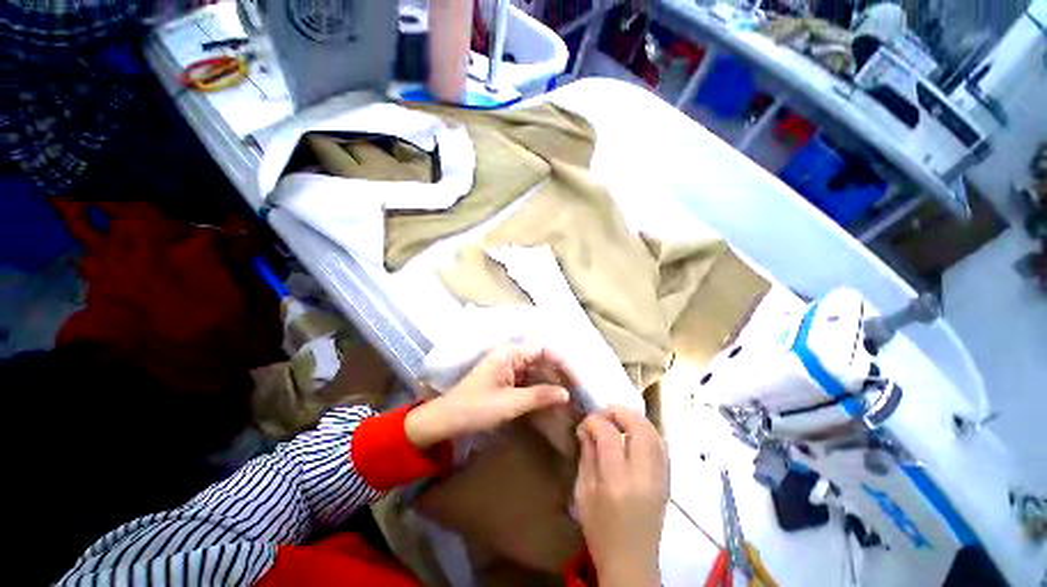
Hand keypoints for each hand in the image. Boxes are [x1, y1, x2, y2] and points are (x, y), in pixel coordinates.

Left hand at [404, 344, 573, 448]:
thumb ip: (539, 396)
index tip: (576, 381)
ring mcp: (508, 367)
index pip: (543, 350)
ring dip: (552, 382)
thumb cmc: (475, 408)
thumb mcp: (510, 403)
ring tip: (568, 397)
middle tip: (576, 392)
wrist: (446, 420)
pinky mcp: (507, 379)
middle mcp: (511, 356)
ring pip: (537, 370)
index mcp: (510, 353)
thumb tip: (566, 393)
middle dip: (559, 373)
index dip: (562, 363)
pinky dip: (541, 389)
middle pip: (542, 359)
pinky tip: (551, 400)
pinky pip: (529, 380)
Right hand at [574, 406, 668, 586]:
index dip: (595, 421)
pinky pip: (662, 447)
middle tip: (605, 411)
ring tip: (619, 419)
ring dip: (636, 419)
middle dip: (621, 411)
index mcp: (617, 482)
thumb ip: (586, 456)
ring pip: (655, 434)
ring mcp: (660, 479)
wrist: (632, 564)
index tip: (586, 423)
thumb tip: (587, 429)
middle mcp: (643, 476)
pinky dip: (648, 432)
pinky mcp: (667, 482)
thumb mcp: (583, 493)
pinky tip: (635, 434)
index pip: (609, 435)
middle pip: (640, 428)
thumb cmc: (601, 531)